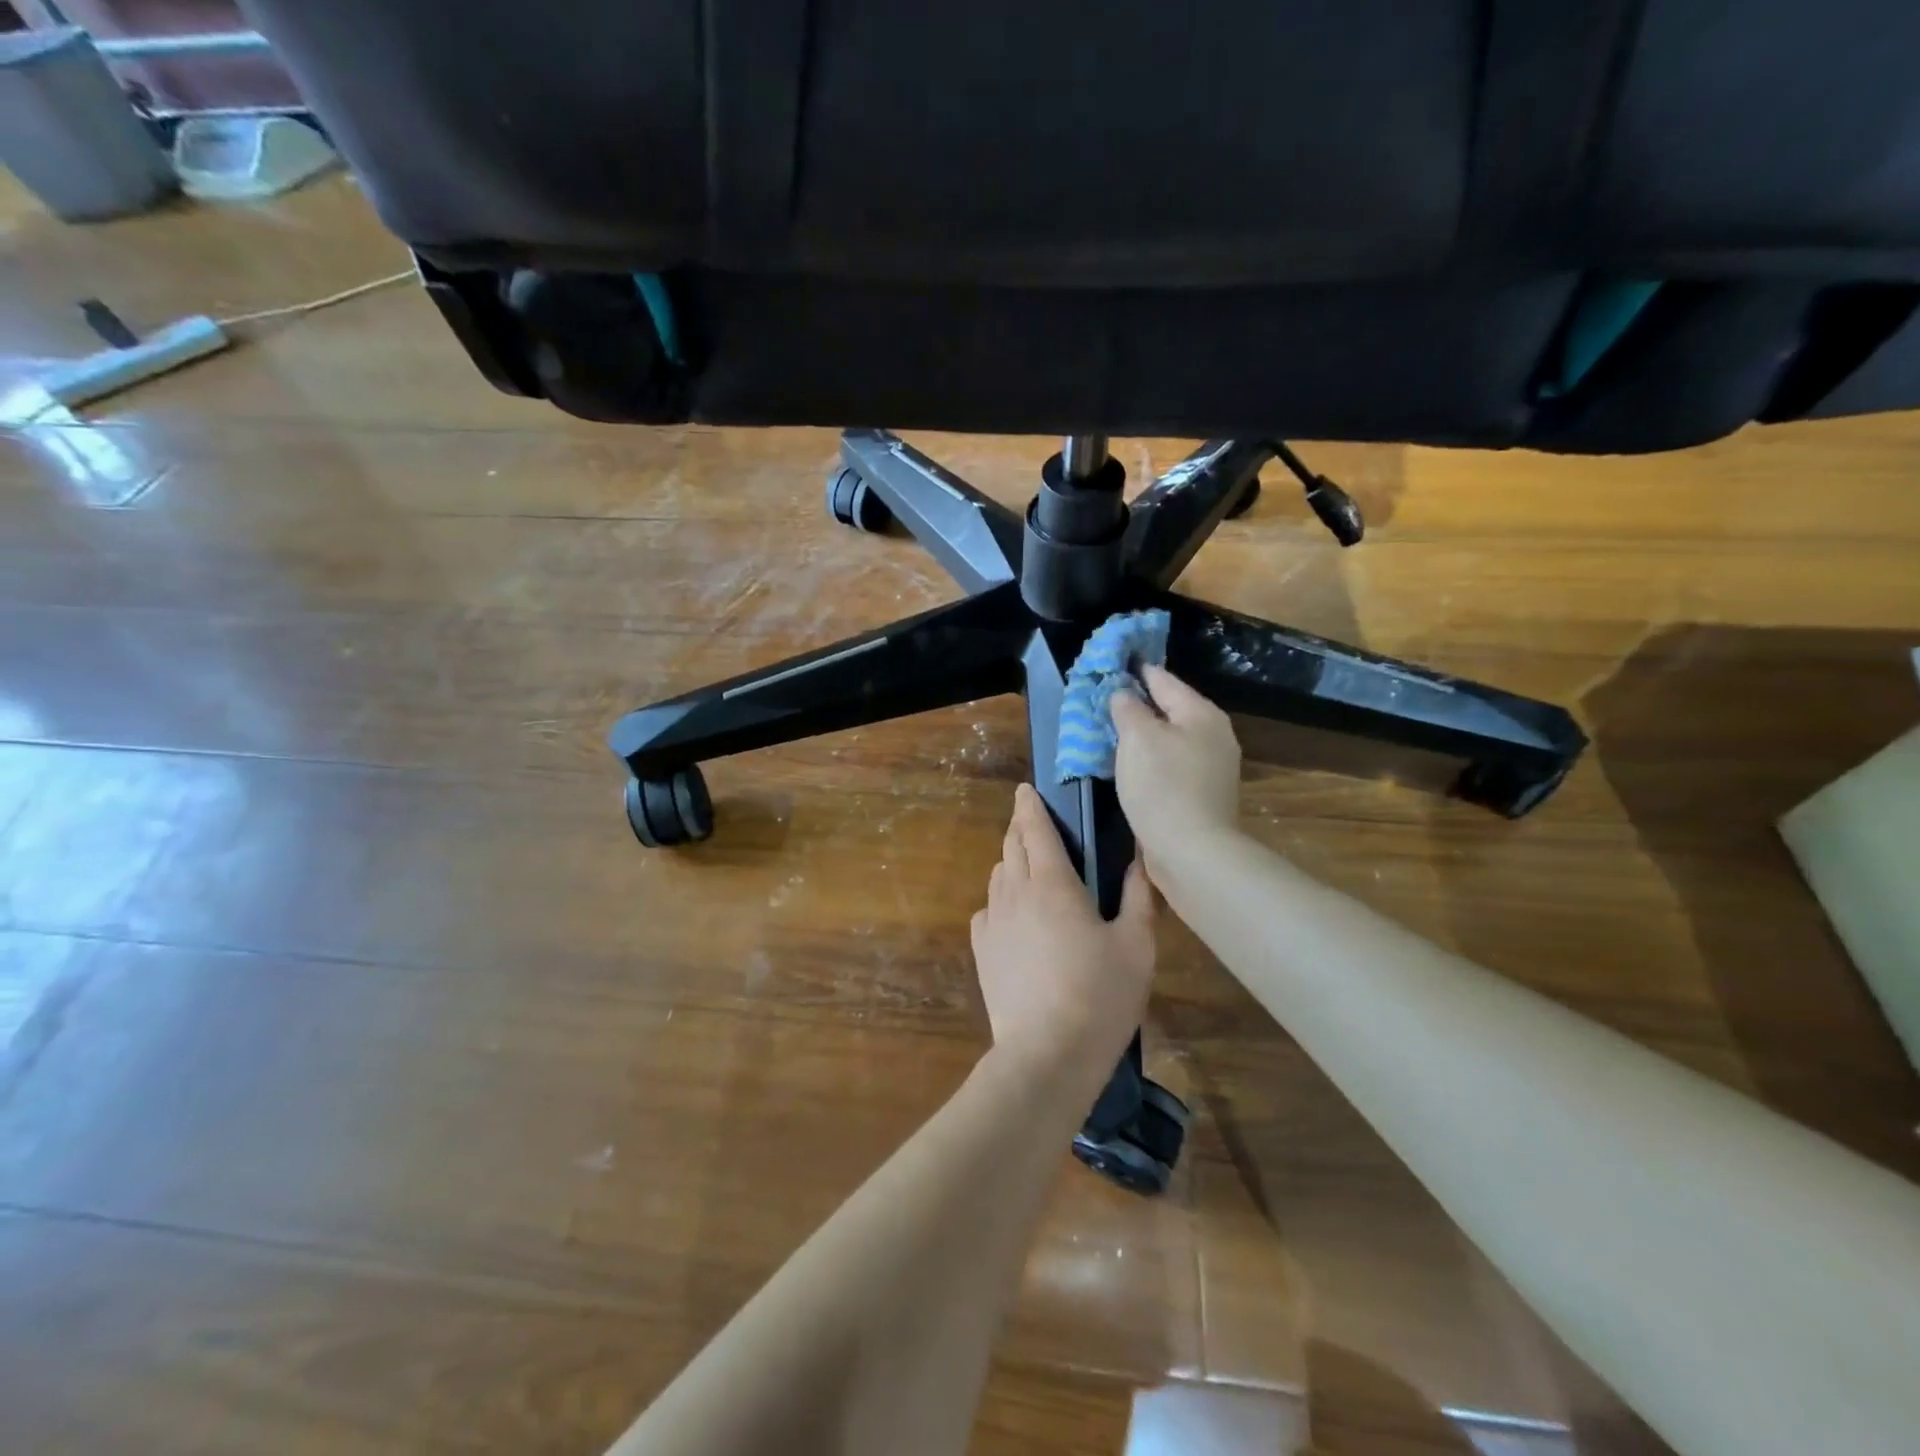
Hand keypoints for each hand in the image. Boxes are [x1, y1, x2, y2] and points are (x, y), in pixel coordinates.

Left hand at [970, 784, 1155, 1072]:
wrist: (1046, 1053)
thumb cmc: (1100, 996)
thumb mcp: (1136, 946)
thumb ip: (1137, 897)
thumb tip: (1138, 859)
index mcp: (1053, 883)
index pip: (1036, 829)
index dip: (1030, 805)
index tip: (1025, 789)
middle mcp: (1015, 892)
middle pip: (1011, 846)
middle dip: (1020, 827)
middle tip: (1032, 821)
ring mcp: (993, 922)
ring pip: (997, 875)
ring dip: (1010, 861)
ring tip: (1028, 865)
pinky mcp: (982, 950)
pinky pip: (987, 909)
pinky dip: (999, 899)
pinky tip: (1012, 913)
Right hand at [1110, 665, 1242, 863]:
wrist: (1192, 851)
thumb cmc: (1163, 786)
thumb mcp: (1137, 737)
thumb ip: (1128, 708)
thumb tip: (1123, 694)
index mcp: (1201, 713)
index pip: (1163, 679)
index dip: (1136, 669)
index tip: (1114, 660)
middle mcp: (1213, 735)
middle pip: (1169, 709)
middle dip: (1138, 704)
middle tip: (1105, 699)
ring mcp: (1212, 767)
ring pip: (1169, 738)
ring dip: (1143, 735)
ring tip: (1112, 731)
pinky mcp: (1202, 794)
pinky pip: (1171, 764)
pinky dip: (1150, 759)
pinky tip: (1131, 765)